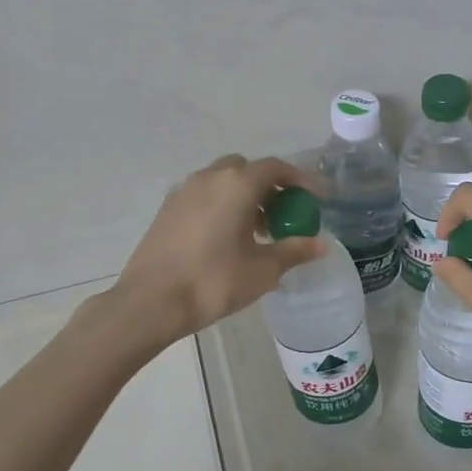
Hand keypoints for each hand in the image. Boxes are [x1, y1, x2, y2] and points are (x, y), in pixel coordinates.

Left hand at [106, 154, 326, 346]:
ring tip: (256, 230)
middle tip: (283, 214)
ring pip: (223, 181)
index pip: (276, 168)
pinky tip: (226, 238)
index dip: (300, 179)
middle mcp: (210, 178)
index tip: (315, 198)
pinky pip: (204, 195)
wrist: (151, 302)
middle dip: (269, 186)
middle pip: (247, 169)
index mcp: (237, 184)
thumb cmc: (214, 281)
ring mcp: (184, 191)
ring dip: (244, 196)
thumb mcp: (263, 270)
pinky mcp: (167, 209)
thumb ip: (294, 251)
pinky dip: (222, 205)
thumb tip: (320, 245)